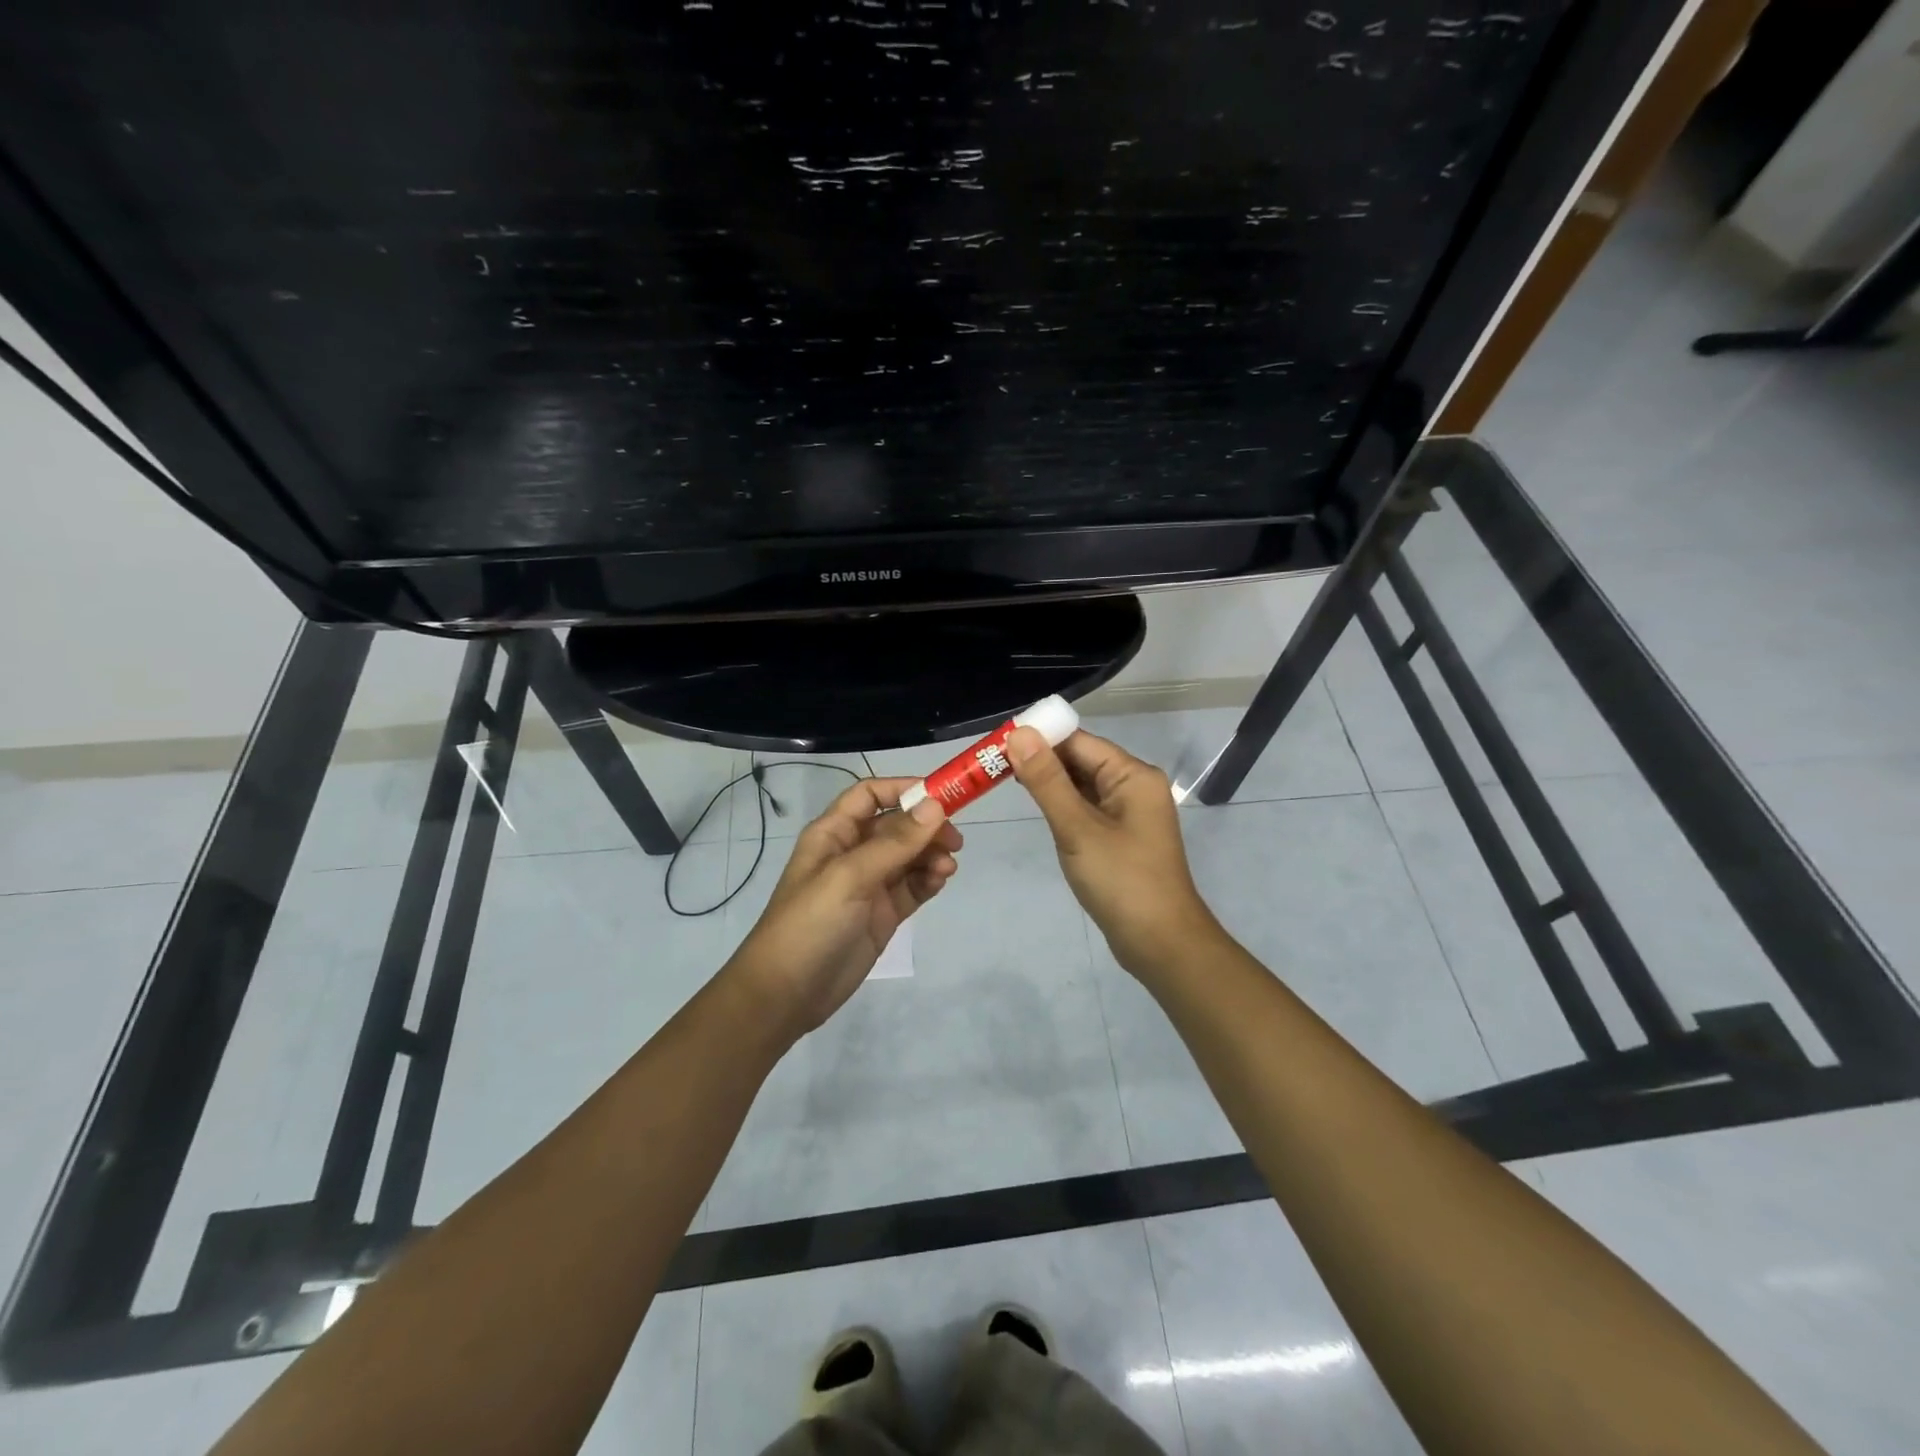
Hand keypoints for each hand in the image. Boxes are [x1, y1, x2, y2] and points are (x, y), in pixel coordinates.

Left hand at [729, 778, 961, 1035]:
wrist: (787, 994)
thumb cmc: (810, 924)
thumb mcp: (849, 877)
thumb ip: (894, 842)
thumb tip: (935, 805)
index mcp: (833, 833)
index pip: (870, 795)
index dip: (903, 789)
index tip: (941, 795)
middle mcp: (852, 853)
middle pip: (897, 825)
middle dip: (926, 826)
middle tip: (954, 840)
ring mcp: (869, 885)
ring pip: (909, 856)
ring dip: (931, 854)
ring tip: (947, 867)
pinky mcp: (883, 914)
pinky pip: (913, 886)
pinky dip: (929, 879)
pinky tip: (940, 880)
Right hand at [1008, 727, 1216, 973]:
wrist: (1160, 944)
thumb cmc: (1121, 881)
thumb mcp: (1077, 828)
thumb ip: (1047, 780)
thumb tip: (1019, 733)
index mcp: (1132, 775)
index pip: (1079, 741)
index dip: (1039, 738)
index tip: (997, 742)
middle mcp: (1134, 787)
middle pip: (1081, 760)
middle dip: (1040, 760)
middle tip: (991, 763)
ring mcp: (1128, 814)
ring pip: (1081, 786)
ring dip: (1048, 783)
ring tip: (1003, 780)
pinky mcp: (1120, 837)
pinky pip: (1086, 809)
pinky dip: (1062, 806)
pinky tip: (1037, 809)